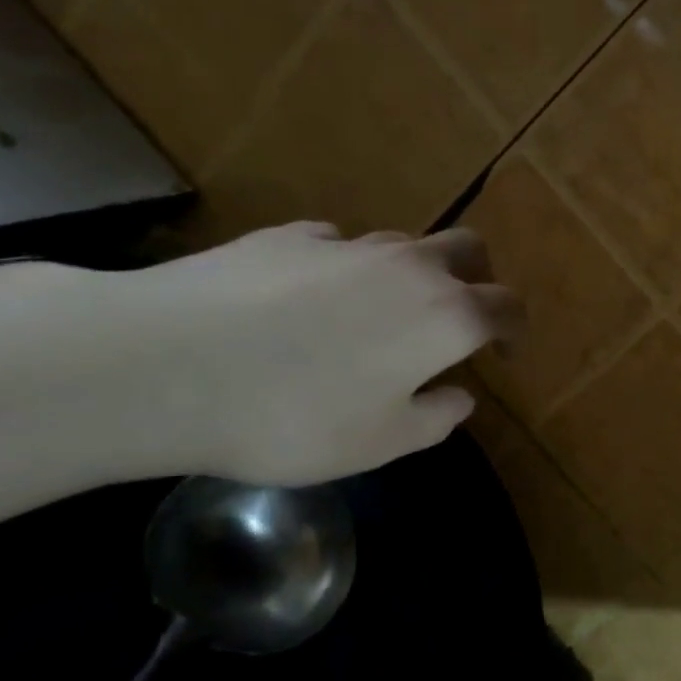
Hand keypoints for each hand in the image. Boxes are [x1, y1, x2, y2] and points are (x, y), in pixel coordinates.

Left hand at [123, 221, 522, 485]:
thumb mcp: (380, 444)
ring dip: (409, 274)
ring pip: (403, 244)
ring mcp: (348, 245)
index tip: (505, 353)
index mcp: (446, 317)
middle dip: (477, 278)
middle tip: (459, 315)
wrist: (165, 366)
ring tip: (374, 316)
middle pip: (468, 249)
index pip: (506, 306)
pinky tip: (306, 300)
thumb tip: (459, 395)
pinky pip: (337, 247)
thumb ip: (436, 418)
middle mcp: (409, 267)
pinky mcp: (289, 236)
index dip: (515, 329)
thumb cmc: (294, 417)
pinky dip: (343, 269)